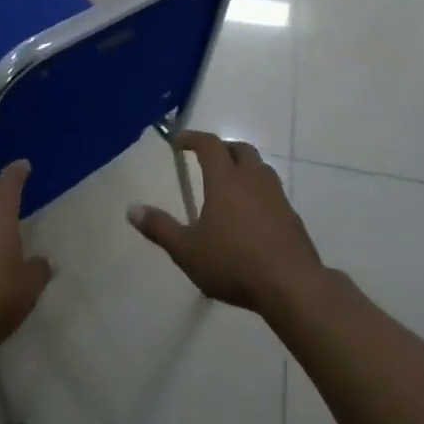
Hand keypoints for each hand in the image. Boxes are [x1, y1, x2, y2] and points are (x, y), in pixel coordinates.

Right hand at [129, 132, 324, 314]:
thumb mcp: (187, 250)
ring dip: (244, 168)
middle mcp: (253, 179)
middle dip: (222, 149)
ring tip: (230, 186)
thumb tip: (131, 209)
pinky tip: (251, 216)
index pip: (209, 144)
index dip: (193, 138)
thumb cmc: (234, 263)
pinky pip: (273, 192)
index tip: (179, 142)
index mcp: (225, 180)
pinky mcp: (292, 217)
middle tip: (207, 160)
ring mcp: (277, 197)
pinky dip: (259, 193)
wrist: (292, 286)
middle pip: (240, 149)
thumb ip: (159, 228)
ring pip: (260, 168)